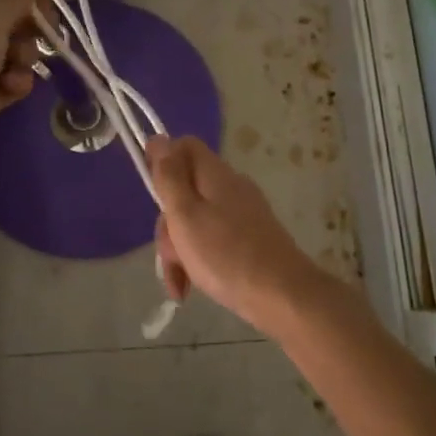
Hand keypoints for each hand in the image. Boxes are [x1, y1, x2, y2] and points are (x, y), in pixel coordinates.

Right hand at [148, 135, 334, 336]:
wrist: (284, 297)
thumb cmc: (226, 255)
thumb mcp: (185, 214)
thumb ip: (169, 177)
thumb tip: (158, 138)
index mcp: (214, 174)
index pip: (184, 146)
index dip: (162, 161)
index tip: (151, 193)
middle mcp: (230, 187)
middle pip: (185, 190)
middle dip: (168, 223)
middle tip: (169, 254)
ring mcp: (243, 214)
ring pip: (196, 220)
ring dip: (180, 250)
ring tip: (180, 284)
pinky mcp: (250, 239)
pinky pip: (213, 240)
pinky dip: (198, 260)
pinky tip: (191, 287)